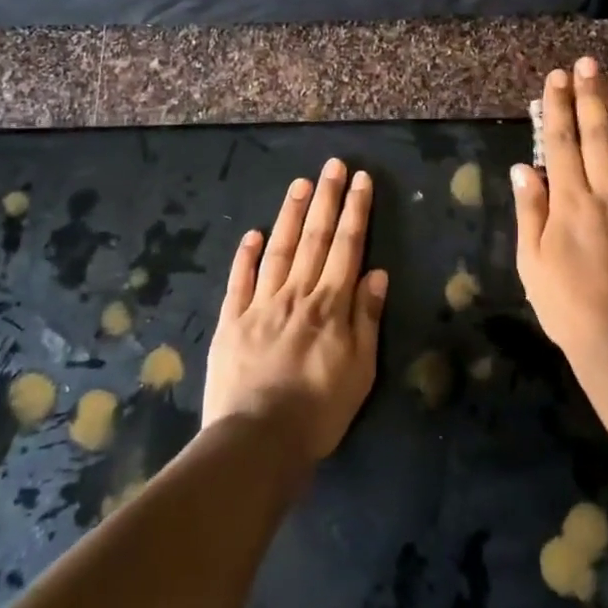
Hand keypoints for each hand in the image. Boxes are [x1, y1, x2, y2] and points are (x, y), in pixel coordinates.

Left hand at [202, 160, 387, 462]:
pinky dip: (246, 255)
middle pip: (315, 239)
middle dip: (327, 199)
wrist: (257, 441)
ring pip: (279, 250)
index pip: (347, 247)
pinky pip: (239, 281)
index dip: (355, 211)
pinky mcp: (230, 322)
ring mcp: (260, 305)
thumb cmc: (319, 411)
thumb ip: (366, 318)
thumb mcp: (360, 370)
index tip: (361, 180)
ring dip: (291, 215)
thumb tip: (376, 273)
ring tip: (300, 184)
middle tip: (333, 165)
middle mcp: (296, 295)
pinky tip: (253, 234)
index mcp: (330, 306)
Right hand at [512, 57, 607, 373]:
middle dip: (591, 96)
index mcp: (570, 203)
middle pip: (598, 136)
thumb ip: (529, 212)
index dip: (558, 107)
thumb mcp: (531, 264)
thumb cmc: (567, 307)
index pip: (561, 143)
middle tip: (589, 63)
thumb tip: (524, 167)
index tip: (557, 78)